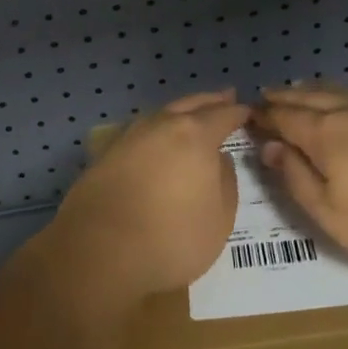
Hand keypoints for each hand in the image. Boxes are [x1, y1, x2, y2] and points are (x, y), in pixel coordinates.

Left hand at [43, 89, 249, 313]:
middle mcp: (162, 125)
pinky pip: (140, 131)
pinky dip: (155, 129)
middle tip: (225, 96)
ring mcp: (130, 136)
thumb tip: (219, 160)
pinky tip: (156, 139)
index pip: (223, 115)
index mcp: (195, 136)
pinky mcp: (106, 153)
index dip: (238, 113)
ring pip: (162, 114)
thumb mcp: (219, 221)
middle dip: (210, 101)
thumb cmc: (170, 239)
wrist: (99, 252)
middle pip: (191, 104)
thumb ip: (225, 183)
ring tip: (191, 115)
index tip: (248, 111)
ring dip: (181, 111)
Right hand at [256, 84, 347, 275]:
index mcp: (325, 133)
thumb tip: (268, 147)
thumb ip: (296, 178)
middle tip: (267, 95)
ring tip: (300, 88)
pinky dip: (344, 92)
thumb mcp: (332, 214)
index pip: (285, 118)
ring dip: (313, 89)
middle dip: (285, 97)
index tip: (248, 114)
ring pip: (338, 90)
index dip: (264, 116)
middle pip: (309, 97)